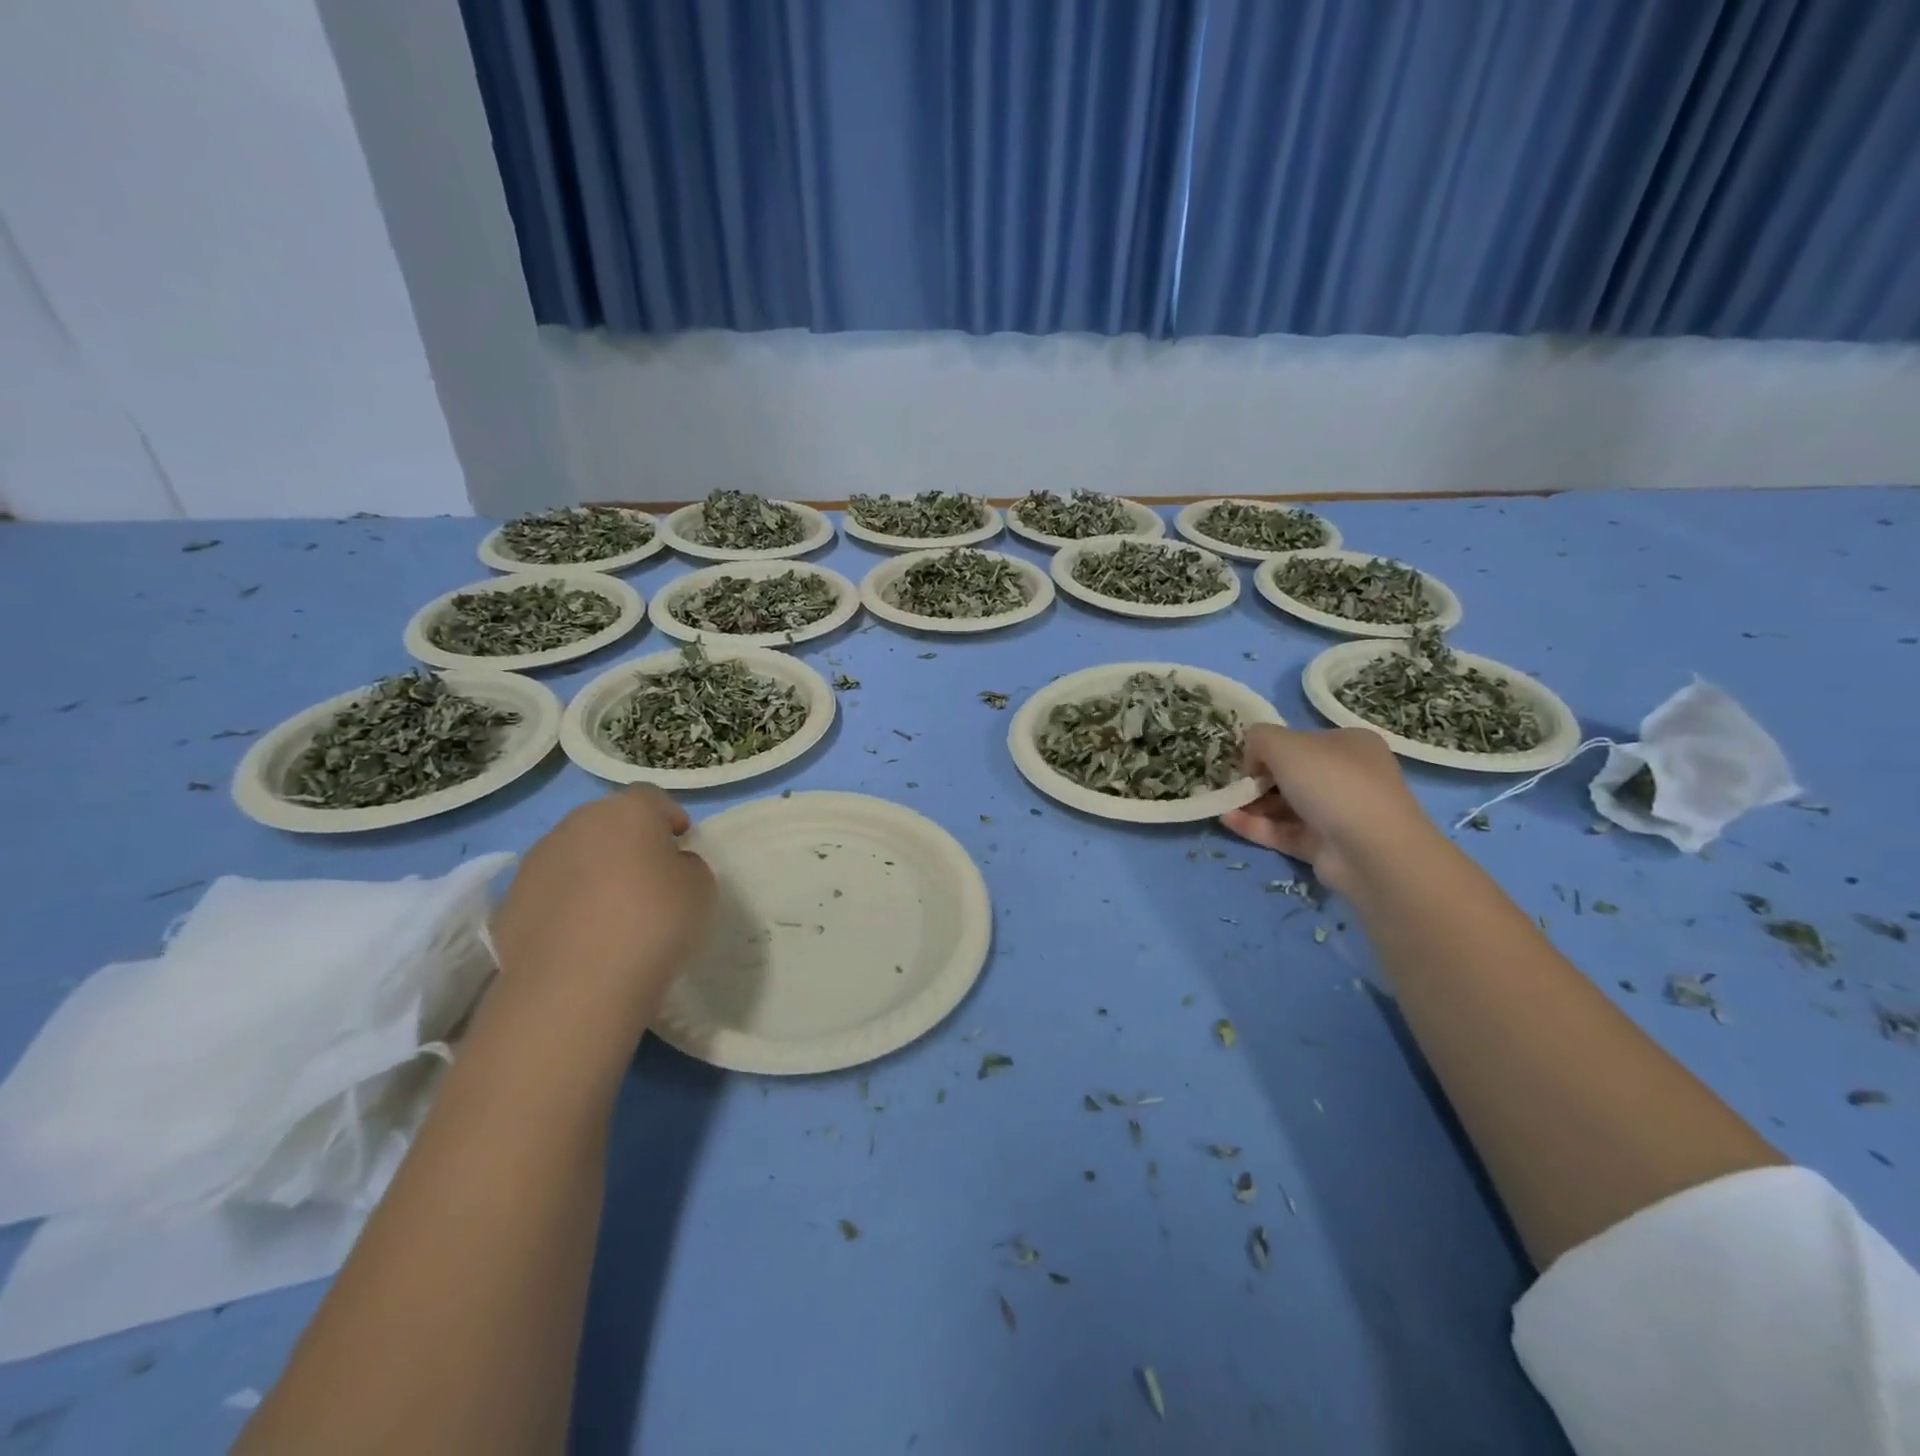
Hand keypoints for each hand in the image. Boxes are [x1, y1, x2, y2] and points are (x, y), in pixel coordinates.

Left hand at [491, 787, 715, 1016]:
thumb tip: (667, 867)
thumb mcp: (701, 887)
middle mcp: (576, 824)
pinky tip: (581, 940)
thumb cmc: (654, 923)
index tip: (681, 847)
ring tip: (611, 915)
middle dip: (628, 843)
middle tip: (648, 880)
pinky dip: (565, 906)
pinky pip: (550, 892)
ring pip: (574, 855)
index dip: (669, 819)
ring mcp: (535, 862)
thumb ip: (686, 865)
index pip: (653, 798)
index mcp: (627, 811)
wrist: (575, 986)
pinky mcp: (509, 903)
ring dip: (592, 873)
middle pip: (608, 822)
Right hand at [1221, 725, 1435, 895]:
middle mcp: (1348, 775)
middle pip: (1291, 774)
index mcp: (1349, 744)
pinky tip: (1227, 820)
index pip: (1301, 741)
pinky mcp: (1325, 845)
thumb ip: (1259, 738)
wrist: (1371, 849)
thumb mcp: (1284, 744)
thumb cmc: (1331, 782)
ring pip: (1286, 804)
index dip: (1269, 748)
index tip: (1245, 759)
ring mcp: (1338, 813)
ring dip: (1252, 803)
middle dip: (1258, 779)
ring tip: (1222, 804)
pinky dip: (1257, 825)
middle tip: (1231, 784)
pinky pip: (1284, 831)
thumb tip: (1252, 756)